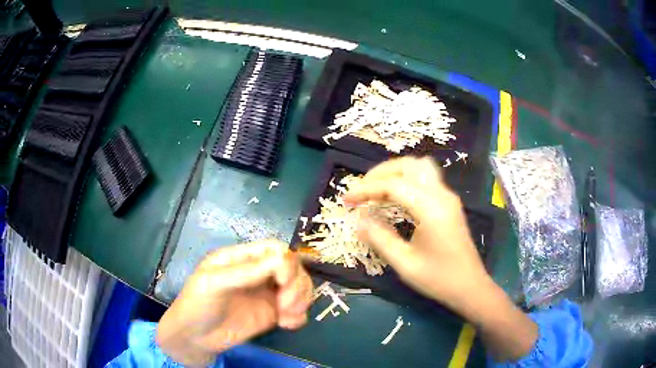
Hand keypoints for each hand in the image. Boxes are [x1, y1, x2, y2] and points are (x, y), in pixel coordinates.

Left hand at [156, 240, 312, 366]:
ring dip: (302, 299)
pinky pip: (297, 310)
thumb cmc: (197, 304)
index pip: (275, 249)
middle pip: (293, 267)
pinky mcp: (272, 314)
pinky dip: (299, 316)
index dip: (286, 261)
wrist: (195, 338)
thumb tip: (282, 261)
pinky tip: (287, 325)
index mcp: (242, 258)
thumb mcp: (213, 283)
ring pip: (299, 287)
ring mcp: (267, 294)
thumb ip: (244, 272)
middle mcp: (259, 273)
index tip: (283, 282)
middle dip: (296, 284)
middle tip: (286, 304)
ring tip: (287, 317)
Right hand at [344, 156, 489, 310]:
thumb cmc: (439, 279)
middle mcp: (442, 195)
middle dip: (381, 173)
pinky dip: (406, 179)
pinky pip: (426, 179)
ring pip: (420, 167)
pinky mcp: (449, 203)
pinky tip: (395, 197)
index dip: (366, 189)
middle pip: (409, 165)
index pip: (393, 185)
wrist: (470, 287)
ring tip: (376, 189)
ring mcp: (448, 197)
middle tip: (362, 190)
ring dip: (395, 172)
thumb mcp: (405, 264)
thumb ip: (380, 239)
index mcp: (431, 209)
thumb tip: (358, 221)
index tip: (346, 200)